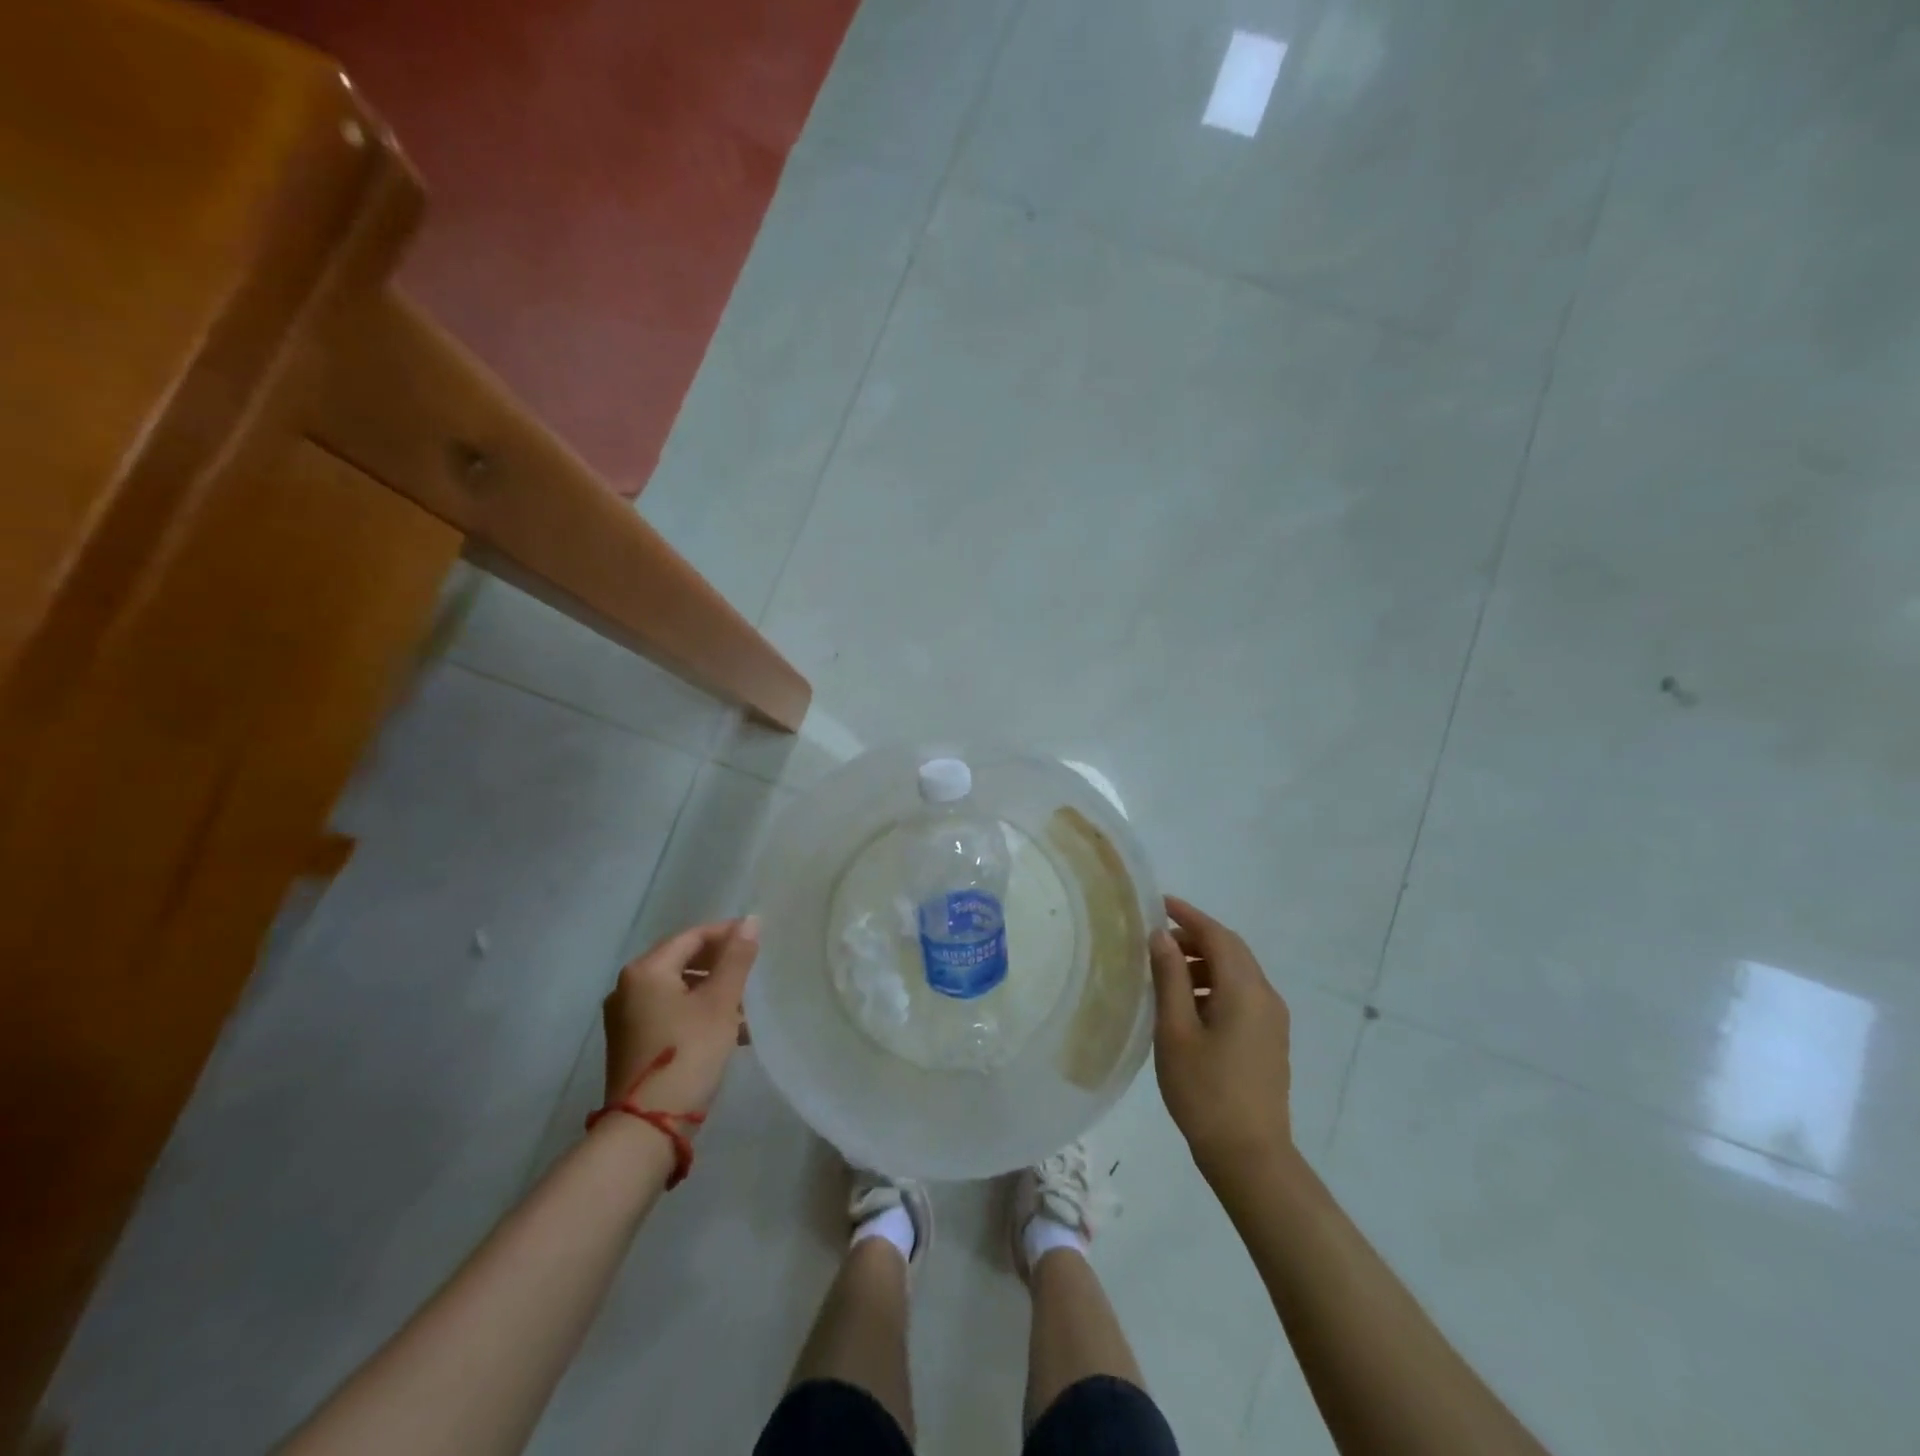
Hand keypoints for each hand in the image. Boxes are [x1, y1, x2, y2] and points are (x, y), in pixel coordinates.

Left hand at [601, 917, 758, 1119]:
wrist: (648, 1126)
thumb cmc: (688, 1053)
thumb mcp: (720, 1003)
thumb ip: (736, 959)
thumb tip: (750, 920)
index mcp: (645, 970)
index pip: (692, 936)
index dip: (727, 934)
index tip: (759, 940)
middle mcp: (628, 987)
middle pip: (682, 960)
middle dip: (720, 965)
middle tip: (754, 972)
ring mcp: (626, 1017)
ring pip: (678, 989)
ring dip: (712, 992)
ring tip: (746, 1007)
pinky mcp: (631, 1042)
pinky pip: (669, 1012)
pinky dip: (697, 1012)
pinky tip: (727, 1030)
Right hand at [1148, 896, 1292, 1185]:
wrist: (1250, 1156)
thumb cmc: (1204, 1090)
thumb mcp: (1175, 1030)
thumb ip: (1170, 977)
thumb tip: (1162, 937)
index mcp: (1245, 990)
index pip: (1217, 936)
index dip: (1188, 915)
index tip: (1159, 903)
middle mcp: (1266, 997)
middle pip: (1232, 950)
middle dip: (1196, 937)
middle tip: (1157, 941)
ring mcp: (1272, 1020)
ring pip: (1238, 973)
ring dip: (1205, 962)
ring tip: (1166, 975)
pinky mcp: (1270, 1040)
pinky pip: (1242, 995)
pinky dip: (1215, 985)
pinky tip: (1188, 1005)